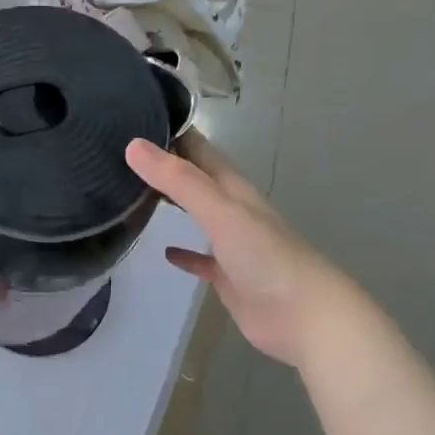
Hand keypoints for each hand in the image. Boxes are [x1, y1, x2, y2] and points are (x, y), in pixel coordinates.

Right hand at [126, 135, 353, 365]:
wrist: (305, 316)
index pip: (201, 150)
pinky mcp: (228, 277)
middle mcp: (233, 211)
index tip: (139, 118)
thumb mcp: (220, 211)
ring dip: (174, 204)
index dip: (174, 132)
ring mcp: (232, 245)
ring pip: (198, 216)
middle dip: (169, 166)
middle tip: (128, 154)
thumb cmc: (266, 257)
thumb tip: (133, 146)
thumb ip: (178, 181)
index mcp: (234, 189)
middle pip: (198, 180)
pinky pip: (202, 260)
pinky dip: (185, 253)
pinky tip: (165, 251)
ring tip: (135, 194)